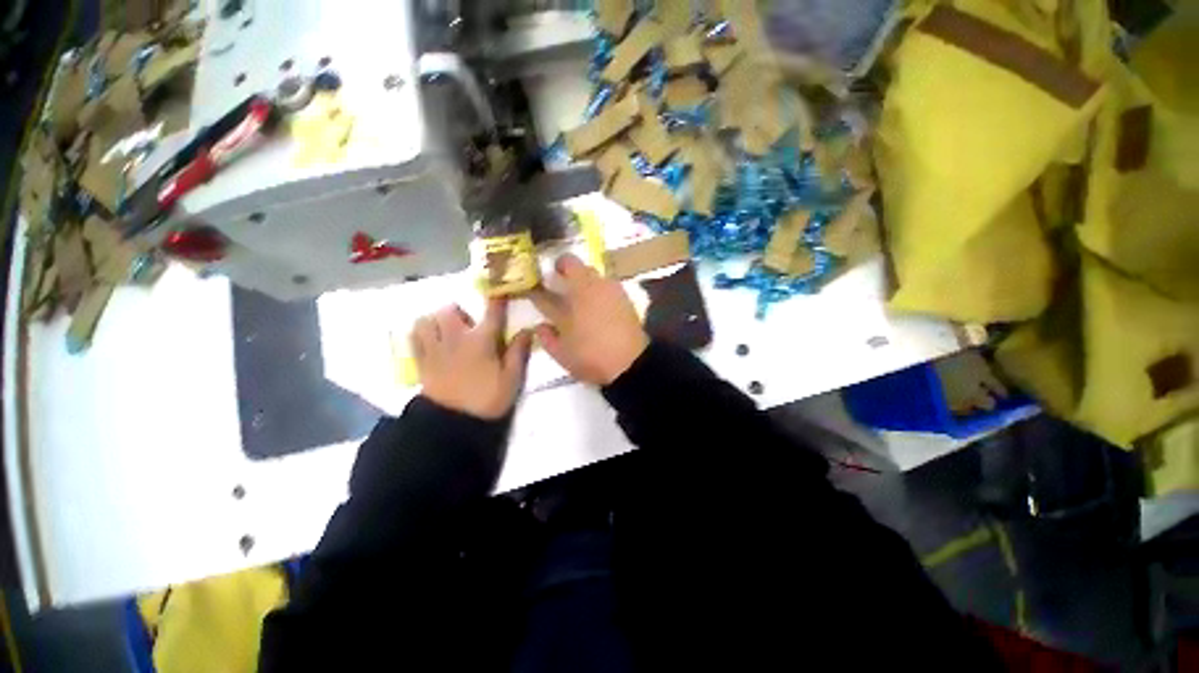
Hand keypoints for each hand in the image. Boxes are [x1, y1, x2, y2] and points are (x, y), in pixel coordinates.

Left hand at [411, 300, 532, 419]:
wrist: (454, 423)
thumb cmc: (487, 398)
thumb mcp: (512, 378)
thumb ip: (519, 352)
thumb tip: (527, 330)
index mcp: (481, 340)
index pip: (492, 313)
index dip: (497, 299)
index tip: (500, 290)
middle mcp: (455, 338)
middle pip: (449, 310)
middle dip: (459, 311)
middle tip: (468, 324)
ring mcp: (435, 348)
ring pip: (426, 320)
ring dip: (437, 320)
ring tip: (447, 331)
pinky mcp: (422, 361)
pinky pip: (413, 337)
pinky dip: (420, 333)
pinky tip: (430, 340)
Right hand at [530, 254, 648, 385]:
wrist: (630, 363)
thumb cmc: (591, 356)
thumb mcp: (561, 352)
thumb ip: (547, 336)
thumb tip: (541, 325)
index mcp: (576, 292)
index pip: (558, 272)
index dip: (545, 278)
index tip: (540, 286)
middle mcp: (594, 285)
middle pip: (576, 266)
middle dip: (565, 274)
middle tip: (560, 291)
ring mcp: (612, 289)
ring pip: (593, 275)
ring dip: (583, 281)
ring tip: (580, 303)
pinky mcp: (626, 298)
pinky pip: (607, 286)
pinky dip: (598, 292)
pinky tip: (597, 310)